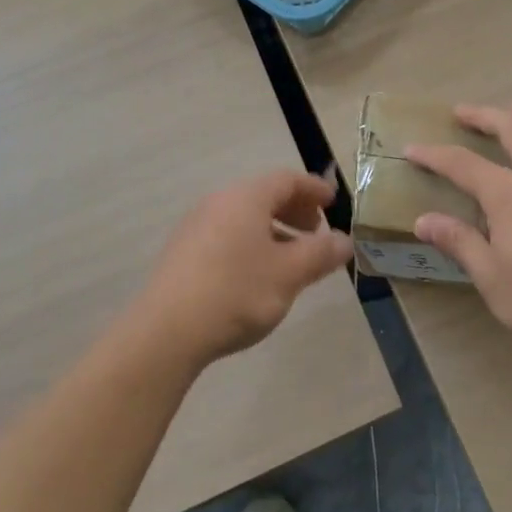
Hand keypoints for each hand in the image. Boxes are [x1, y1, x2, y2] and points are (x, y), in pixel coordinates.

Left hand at [135, 170, 353, 366]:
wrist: (166, 332)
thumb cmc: (236, 292)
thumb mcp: (289, 274)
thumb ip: (320, 253)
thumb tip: (345, 240)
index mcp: (246, 197)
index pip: (286, 179)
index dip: (313, 188)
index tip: (332, 203)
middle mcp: (219, 202)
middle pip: (264, 195)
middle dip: (295, 210)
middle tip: (316, 233)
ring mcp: (197, 226)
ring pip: (245, 217)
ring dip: (274, 230)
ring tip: (291, 259)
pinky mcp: (183, 252)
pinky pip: (227, 234)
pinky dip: (251, 243)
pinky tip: (257, 275)